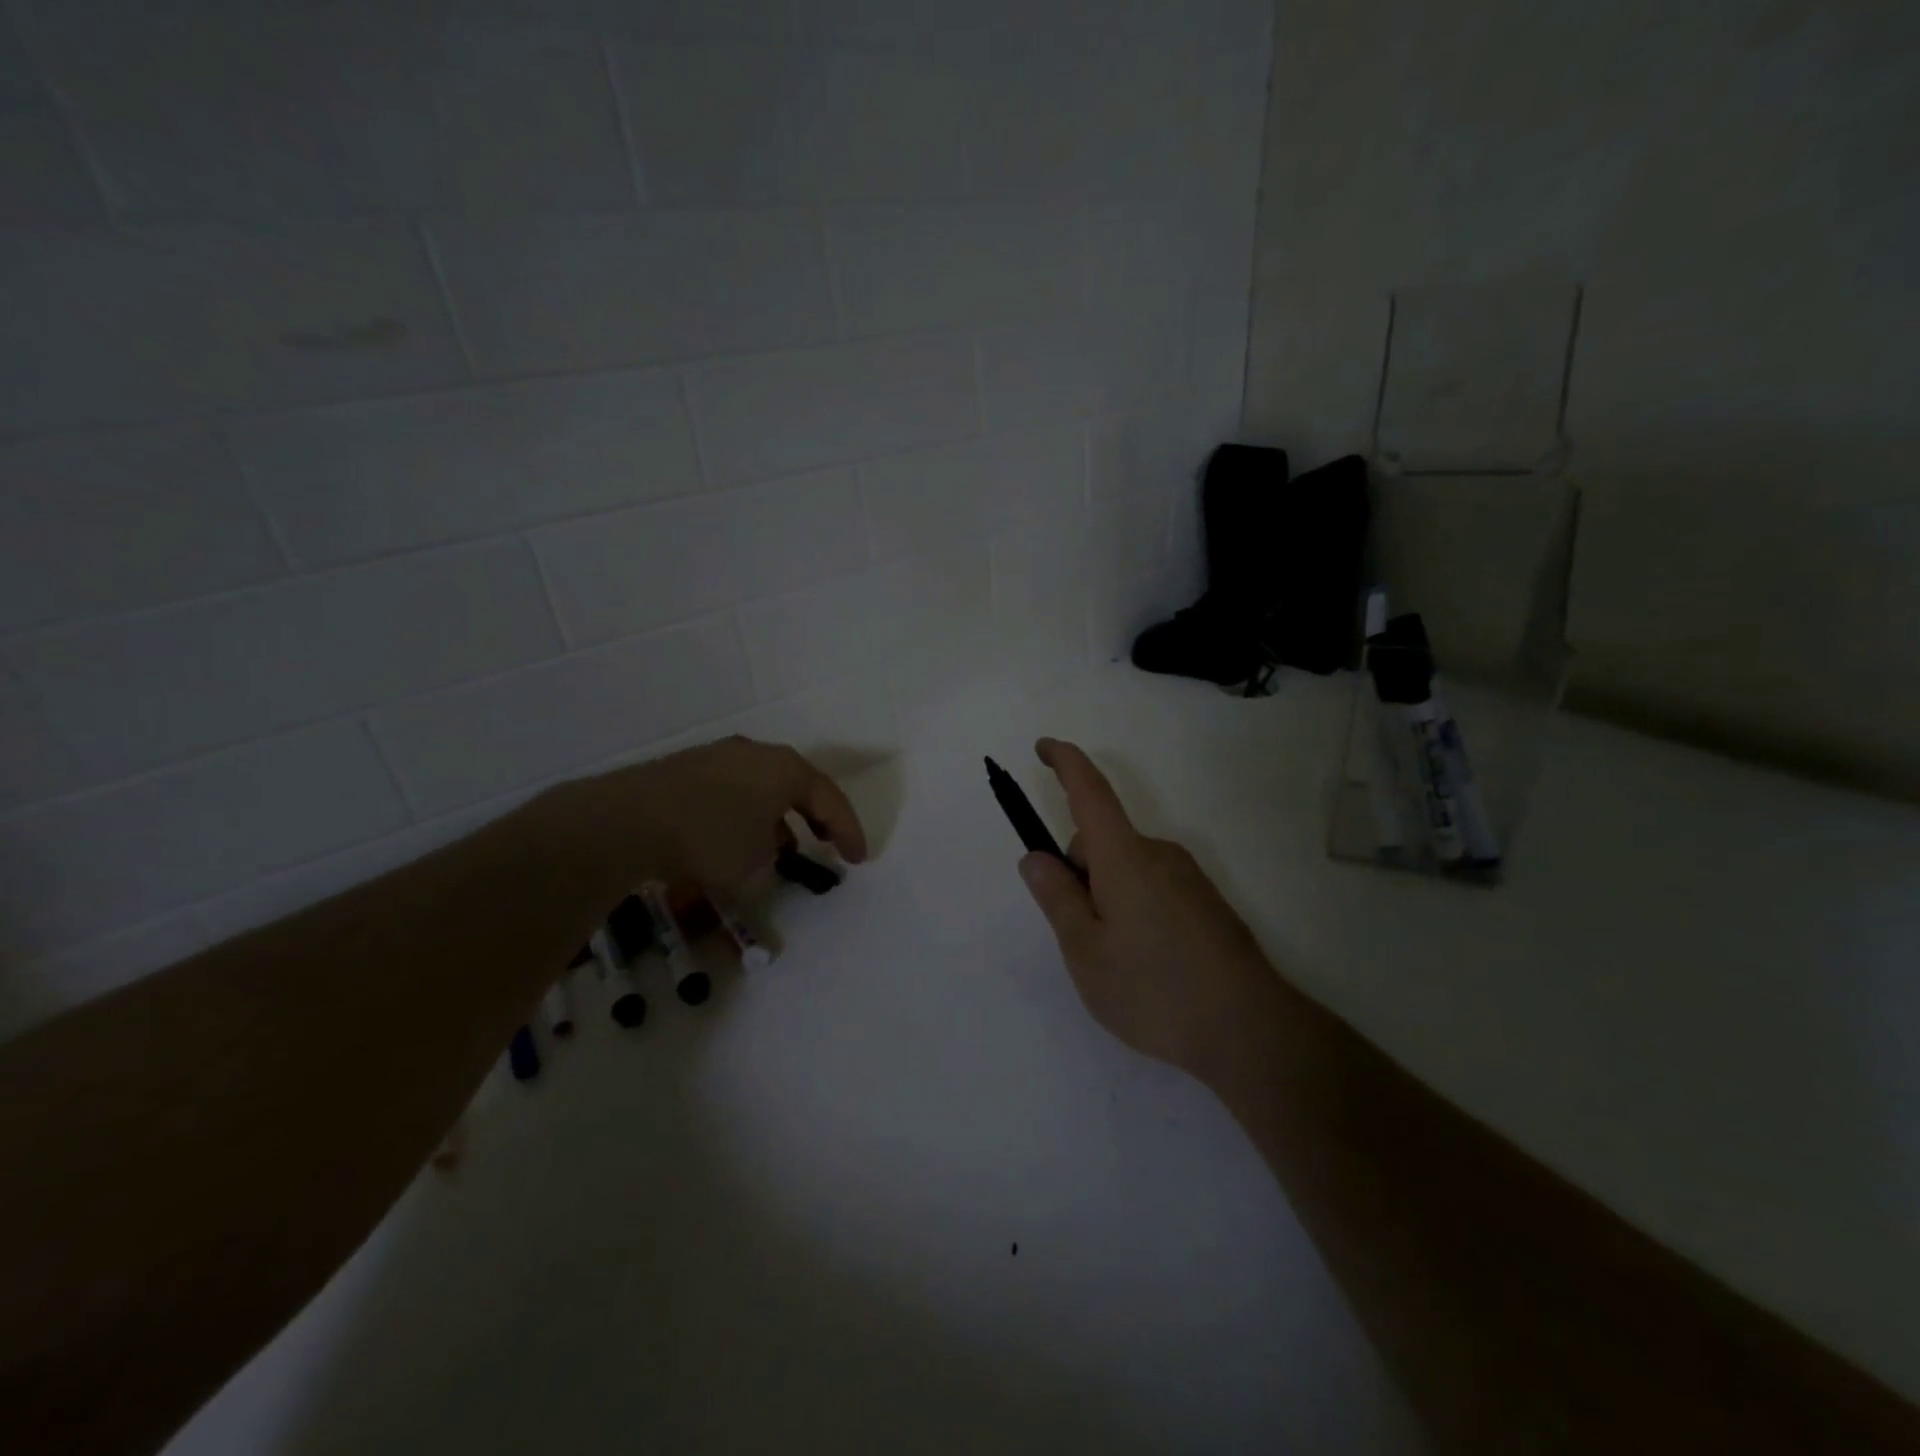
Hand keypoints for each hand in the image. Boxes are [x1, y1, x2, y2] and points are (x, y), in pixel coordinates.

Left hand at [547, 735, 867, 895]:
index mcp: (785, 768)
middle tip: (829, 842)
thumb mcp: (756, 857)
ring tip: (783, 845)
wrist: (629, 820)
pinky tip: (738, 837)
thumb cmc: (709, 837)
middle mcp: (757, 753)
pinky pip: (733, 791)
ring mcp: (719, 756)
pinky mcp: (687, 768)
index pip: (830, 799)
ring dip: (779, 815)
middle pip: (798, 785)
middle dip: (816, 816)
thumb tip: (767, 839)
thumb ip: (775, 847)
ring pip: (763, 786)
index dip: (849, 831)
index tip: (859, 860)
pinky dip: (746, 814)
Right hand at [1017, 738, 1277, 1081]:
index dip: (1066, 763)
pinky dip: (1135, 909)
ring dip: (1108, 895)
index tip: (1044, 747)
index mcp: (1125, 857)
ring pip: (1127, 869)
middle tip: (1081, 935)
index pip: (1090, 792)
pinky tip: (1149, 964)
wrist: (1250, 1030)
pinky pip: (1153, 888)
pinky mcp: (1206, 903)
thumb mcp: (1086, 951)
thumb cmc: (1154, 989)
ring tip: (1118, 960)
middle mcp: (1159, 855)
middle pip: (1102, 842)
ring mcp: (1188, 878)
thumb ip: (1057, 898)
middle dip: (1079, 872)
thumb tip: (1036, 857)